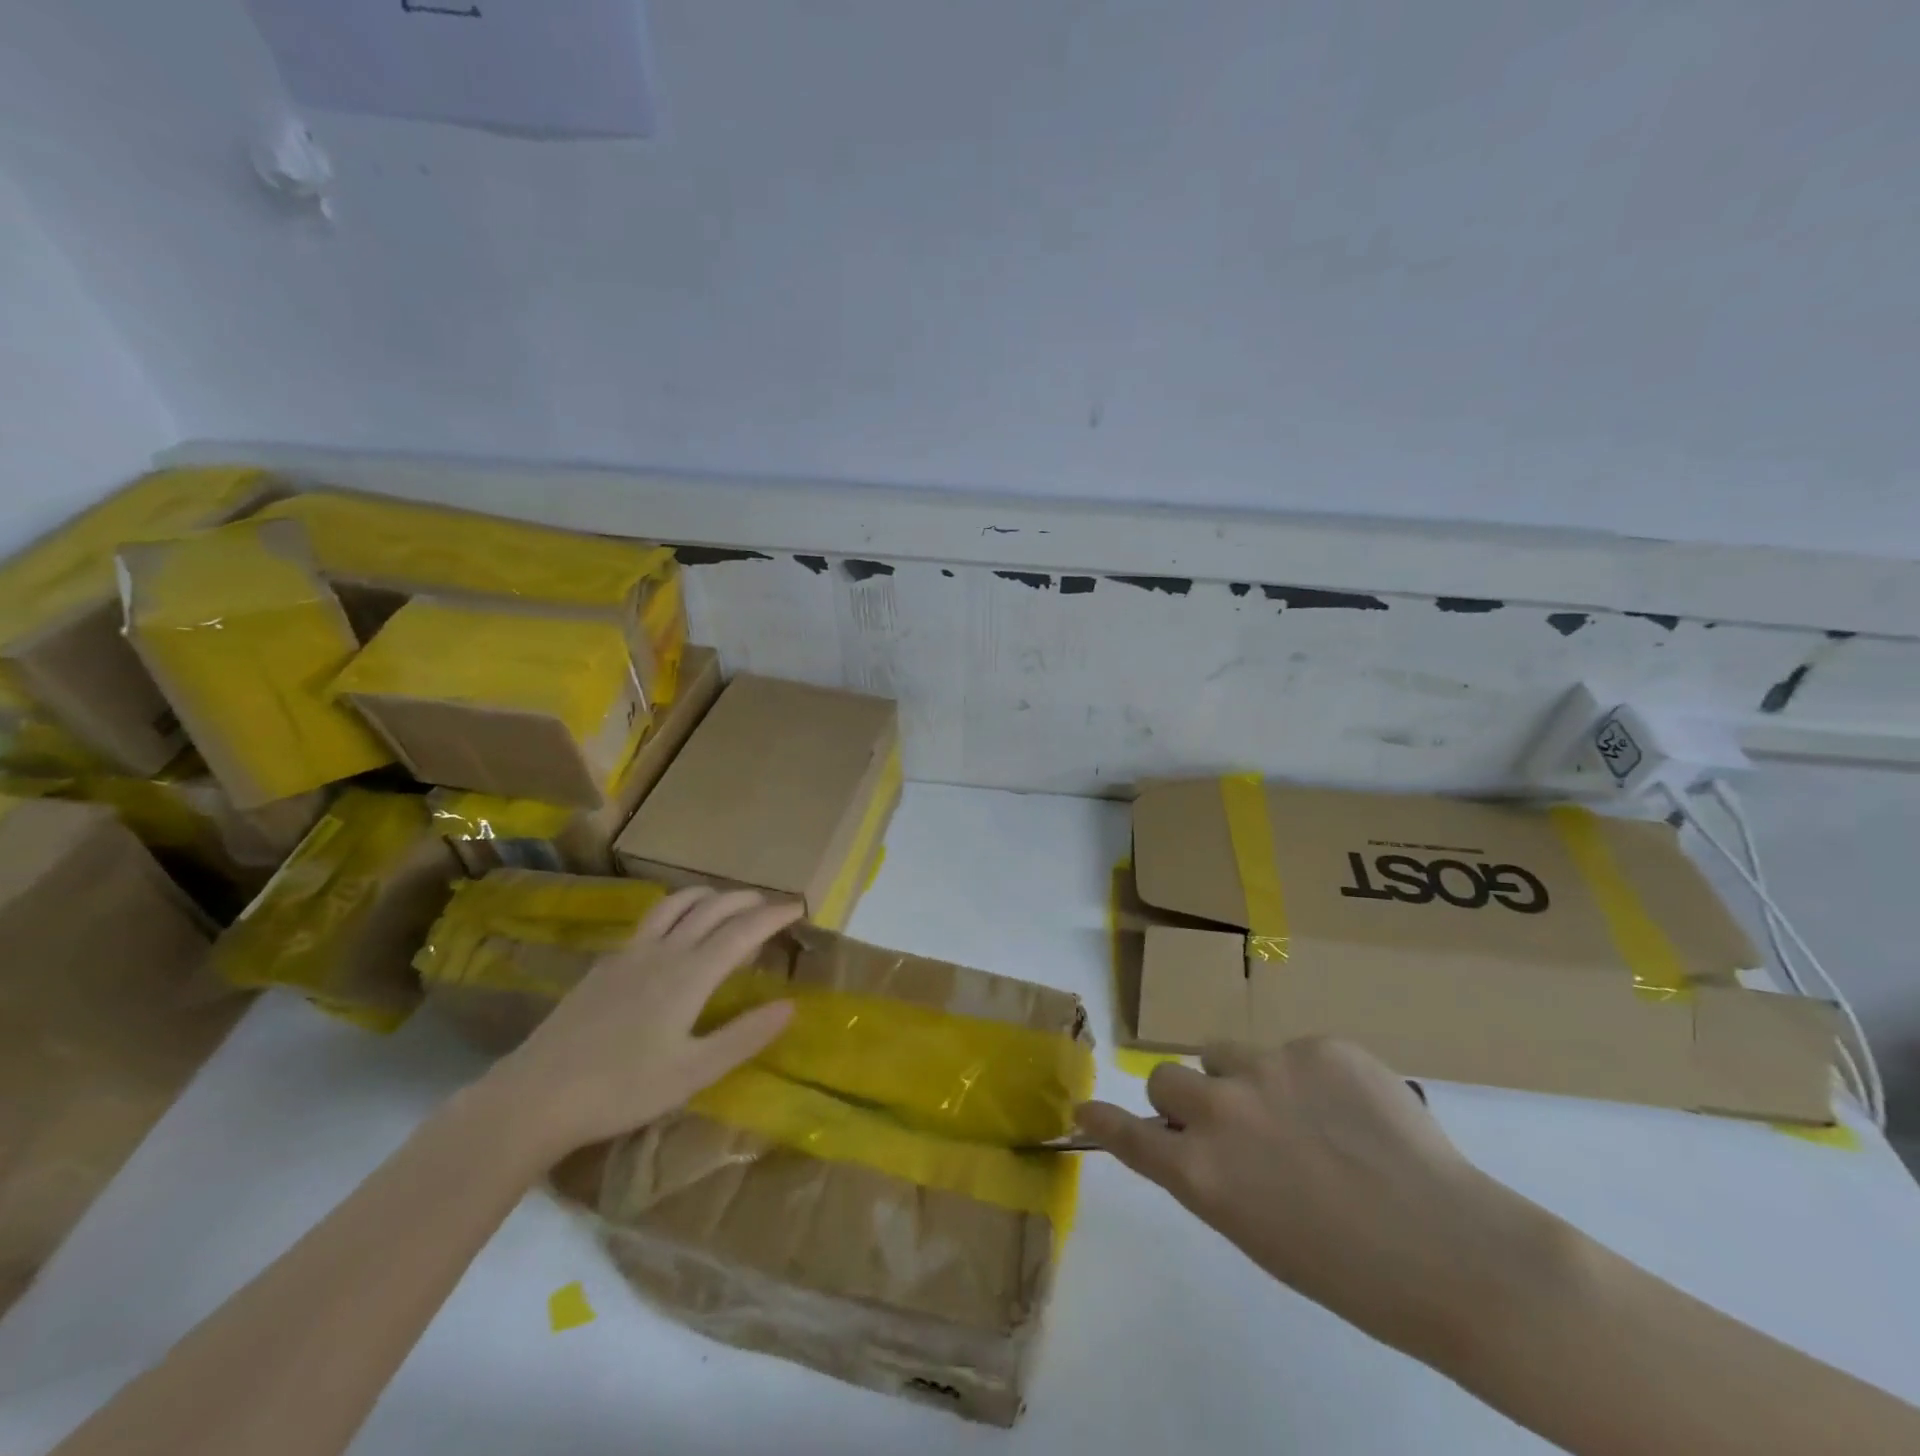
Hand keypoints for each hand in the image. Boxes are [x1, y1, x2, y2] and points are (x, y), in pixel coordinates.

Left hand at [485, 886, 803, 1157]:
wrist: (535, 1096)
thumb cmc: (622, 1089)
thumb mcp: (693, 1072)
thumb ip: (744, 1036)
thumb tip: (790, 1005)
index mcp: (689, 975)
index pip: (743, 931)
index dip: (773, 915)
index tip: (798, 907)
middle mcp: (663, 952)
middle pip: (711, 908)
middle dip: (746, 899)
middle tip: (770, 904)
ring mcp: (629, 954)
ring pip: (676, 904)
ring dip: (709, 896)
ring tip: (726, 902)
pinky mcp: (605, 964)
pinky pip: (651, 919)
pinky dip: (677, 909)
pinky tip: (674, 930)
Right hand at [1077, 1037, 1566, 1364]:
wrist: (1457, 1253)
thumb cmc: (1352, 1273)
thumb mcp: (1258, 1234)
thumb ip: (1213, 1178)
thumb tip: (1197, 1141)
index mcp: (1202, 1173)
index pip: (1130, 1134)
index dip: (1103, 1120)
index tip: (1082, 1109)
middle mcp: (1219, 1110)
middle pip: (1165, 1077)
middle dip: (1185, 1098)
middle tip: (1228, 1123)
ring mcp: (1267, 1068)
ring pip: (1222, 1054)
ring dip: (1239, 1078)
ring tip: (1297, 1113)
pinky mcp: (1317, 1044)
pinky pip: (1289, 1051)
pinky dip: (1305, 1076)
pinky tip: (1351, 1111)